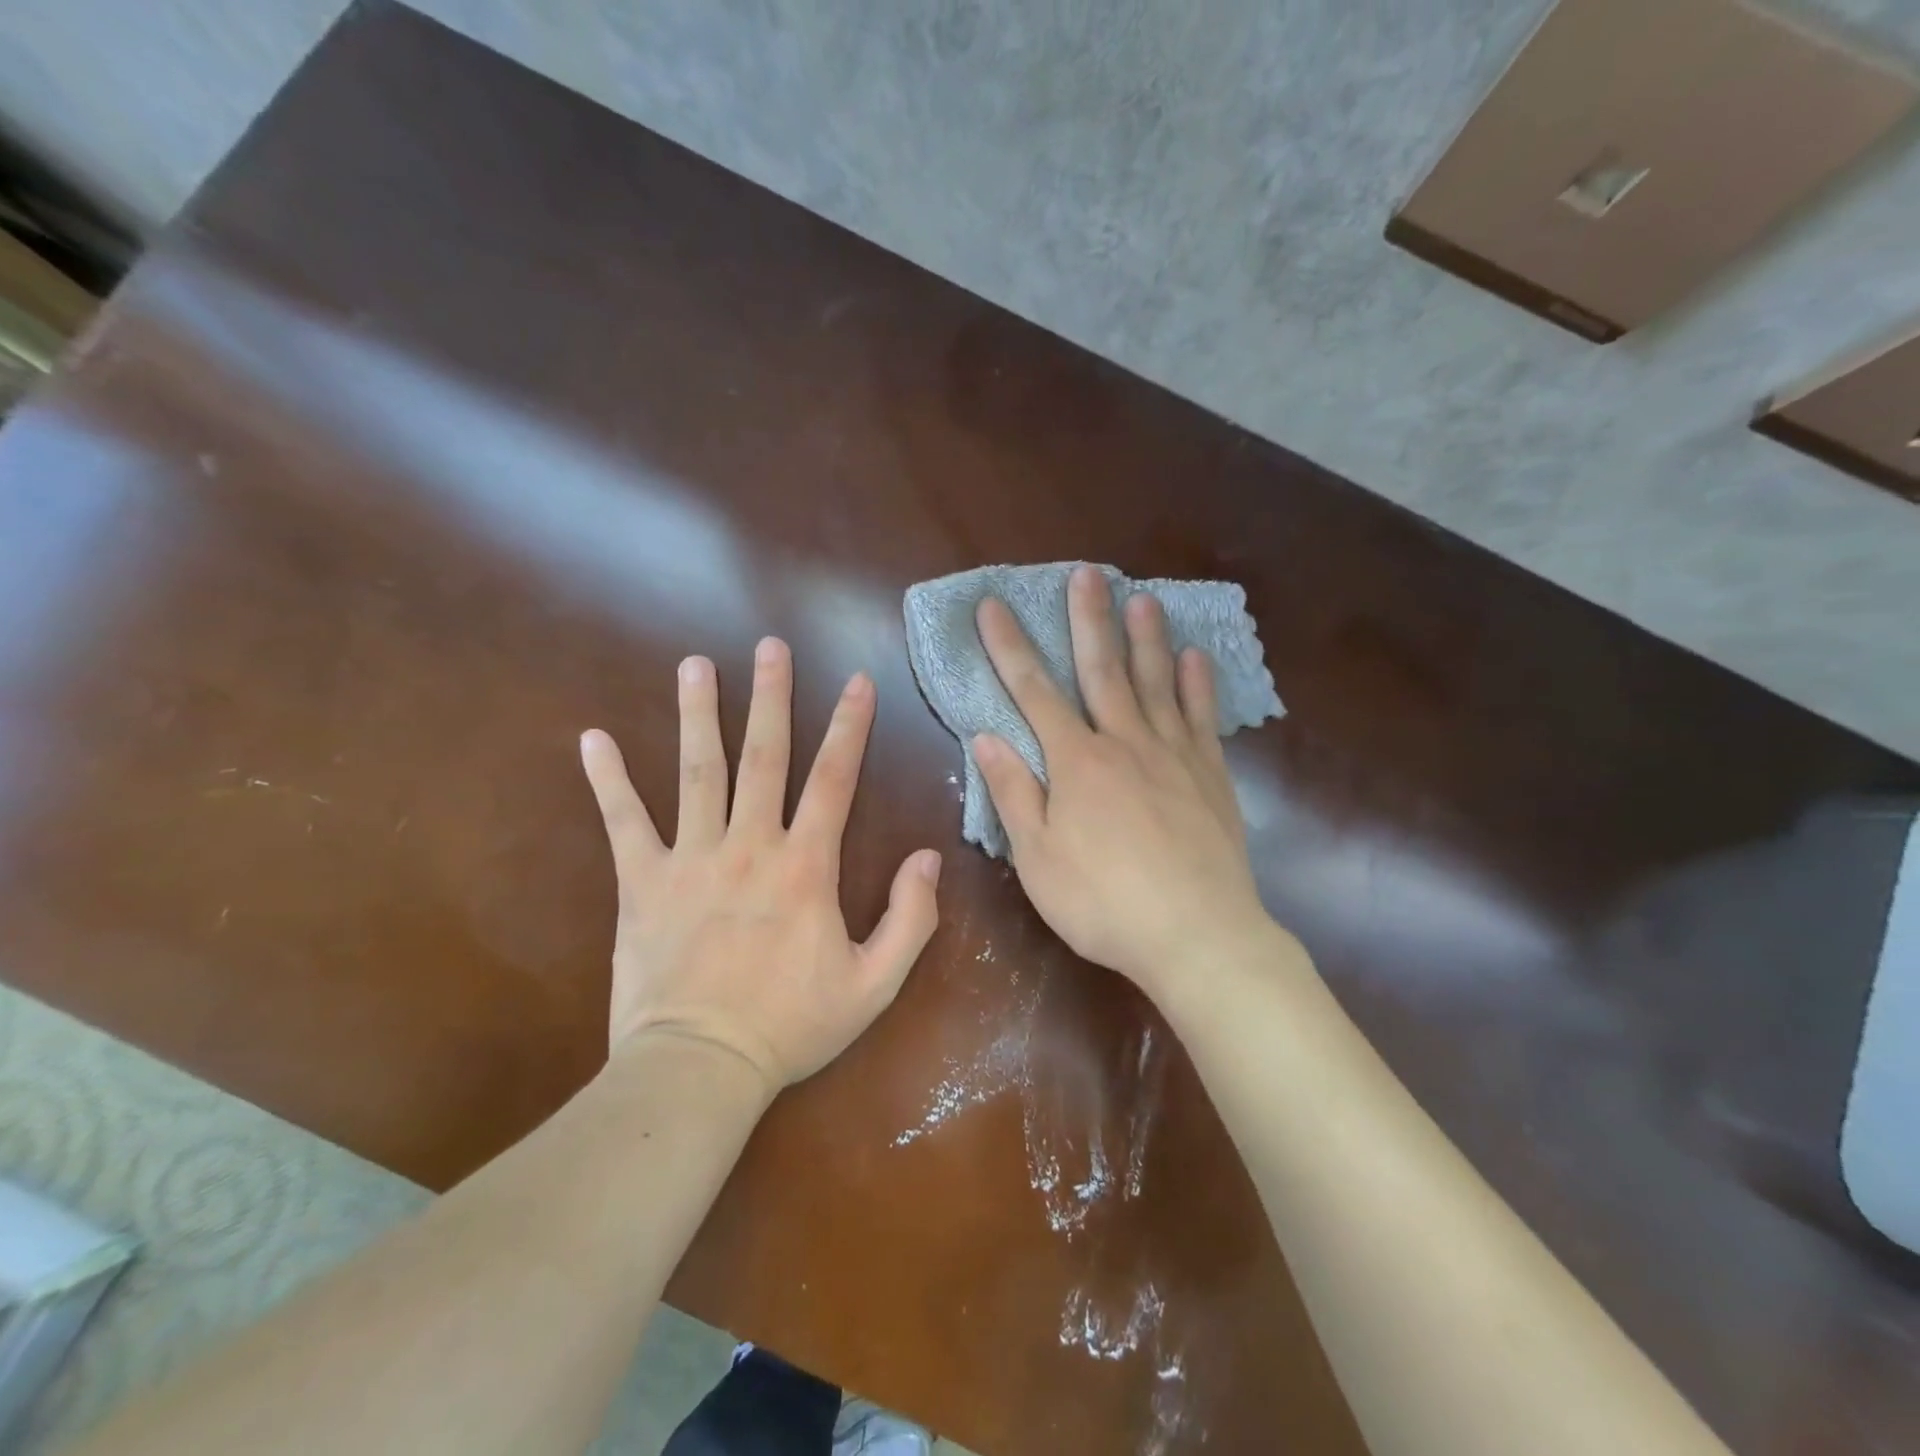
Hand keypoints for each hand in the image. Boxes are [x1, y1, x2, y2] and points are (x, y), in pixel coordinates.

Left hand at [579, 639, 941, 1092]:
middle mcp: (749, 845)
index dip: (849, 726)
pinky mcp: (642, 883)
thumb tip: (928, 858)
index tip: (856, 681)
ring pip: (695, 772)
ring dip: (697, 714)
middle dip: (770, 696)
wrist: (700, 1067)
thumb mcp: (874, 984)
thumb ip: (910, 919)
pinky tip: (592, 739)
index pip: (834, 779)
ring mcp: (691, 859)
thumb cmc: (791, 1026)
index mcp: (805, 866)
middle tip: (769, 646)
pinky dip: (607, 780)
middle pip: (762, 756)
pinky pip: (623, 823)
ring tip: (695, 665)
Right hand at [973, 565, 1274, 996]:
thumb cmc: (1103, 903)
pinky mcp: (1210, 775)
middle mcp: (1124, 742)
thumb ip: (1013, 792)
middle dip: (1088, 619)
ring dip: (1146, 637)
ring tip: (1141, 597)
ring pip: (1156, 682)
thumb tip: (985, 737)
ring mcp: (1173, 755)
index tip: (993, 606)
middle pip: (1102, 669)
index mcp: (1076, 762)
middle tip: (1085, 573)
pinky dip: (1197, 684)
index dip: (1009, 647)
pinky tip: (1195, 657)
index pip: (1033, 692)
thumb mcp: (1037, 858)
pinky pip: (1202, 717)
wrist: (1197, 935)